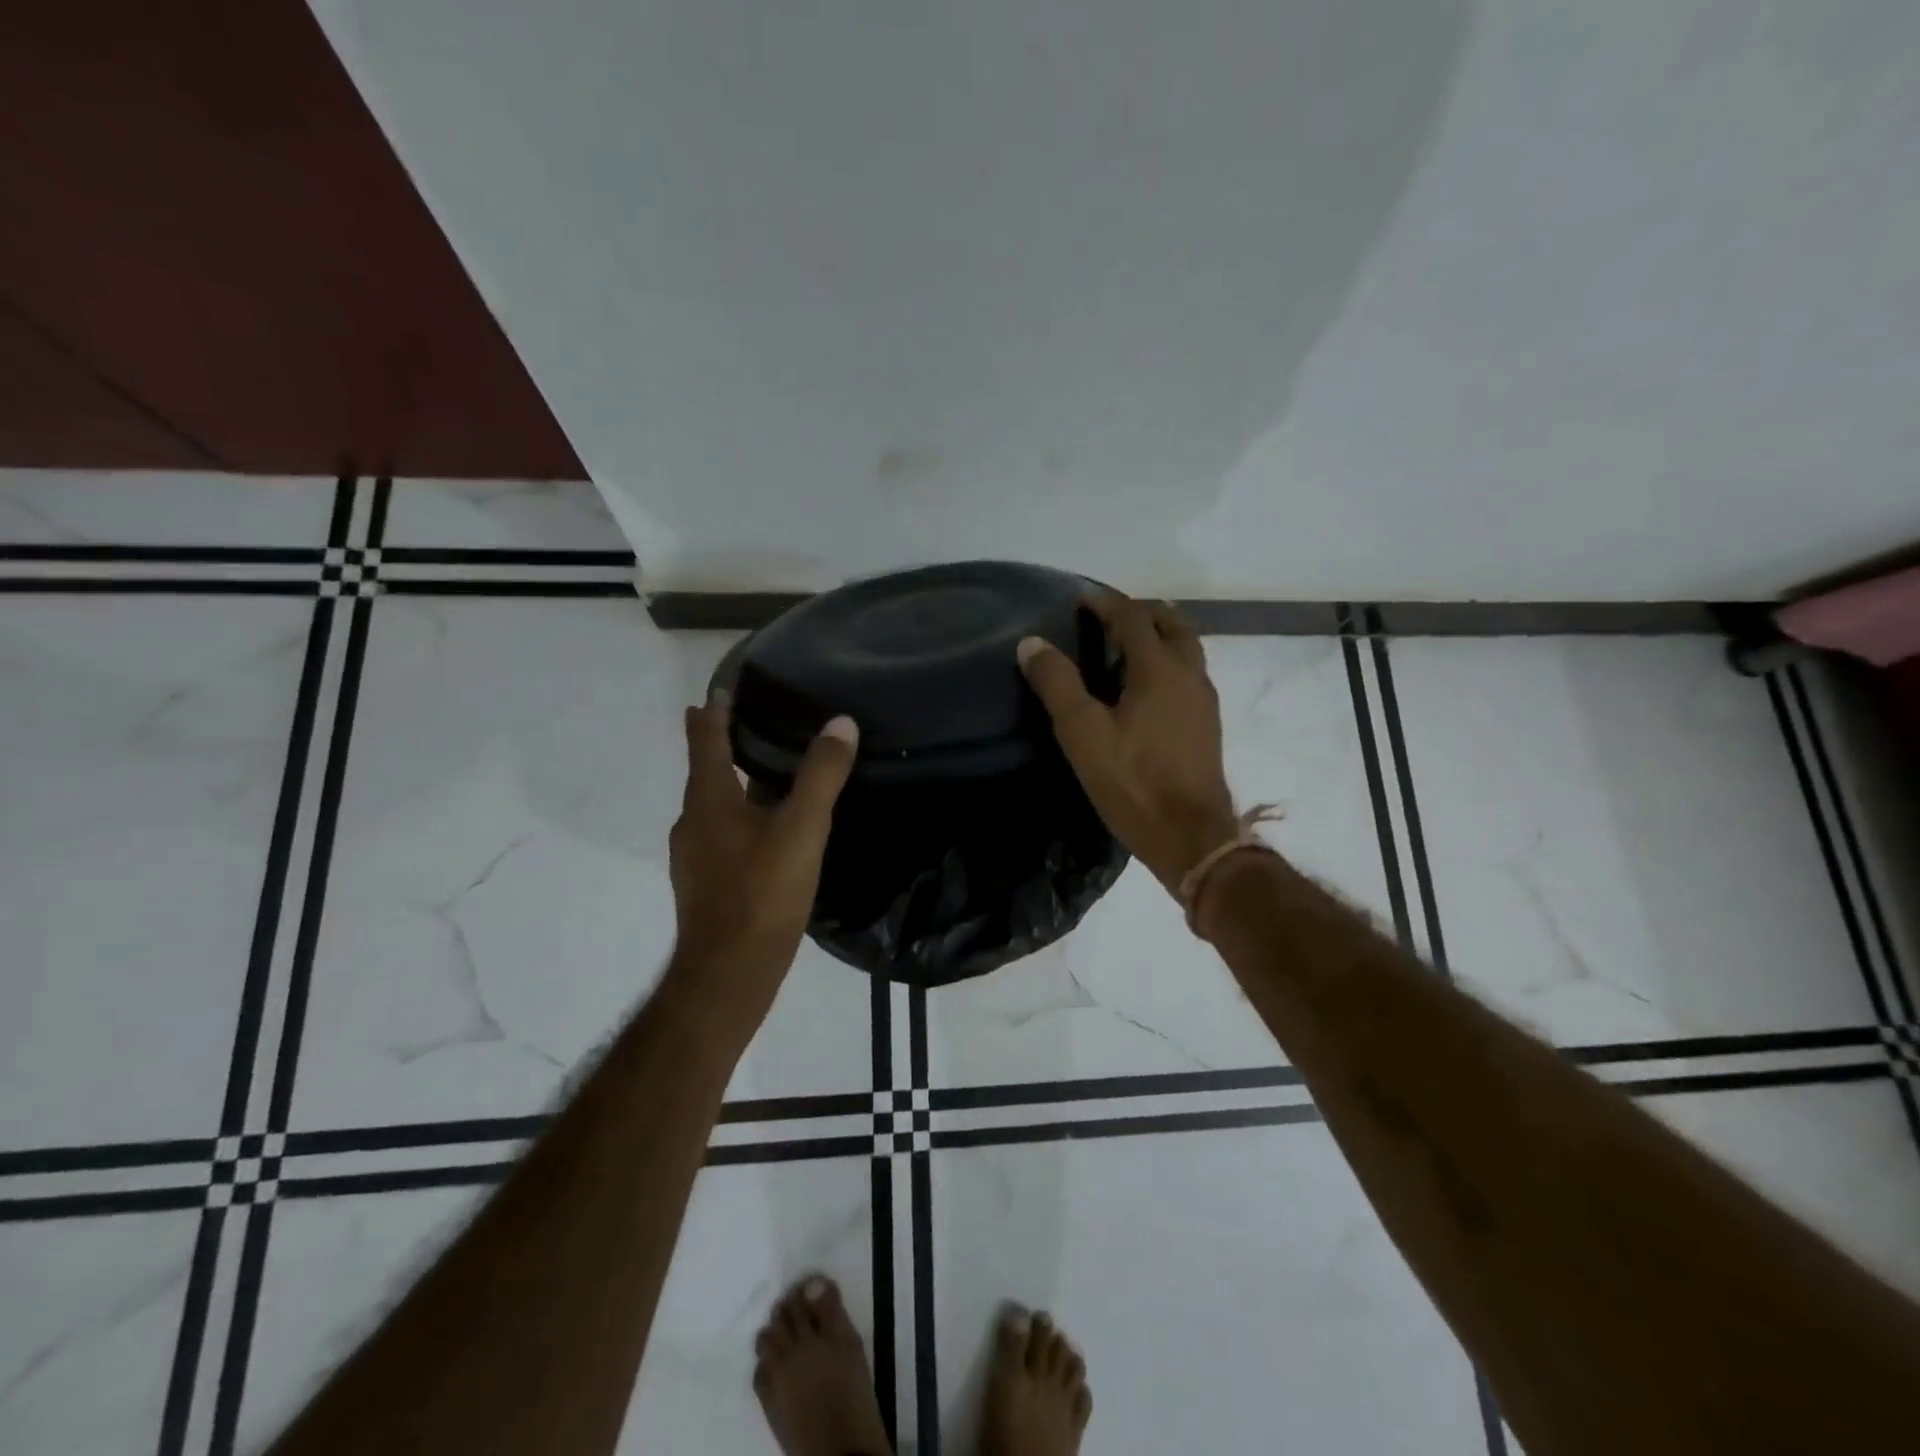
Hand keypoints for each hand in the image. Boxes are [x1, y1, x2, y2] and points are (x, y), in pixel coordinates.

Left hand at [667, 693, 857, 1023]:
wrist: (728, 974)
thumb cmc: (762, 894)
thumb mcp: (802, 829)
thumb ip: (821, 776)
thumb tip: (841, 723)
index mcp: (709, 800)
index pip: (706, 740)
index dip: (713, 711)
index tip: (720, 689)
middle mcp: (693, 822)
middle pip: (704, 771)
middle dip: (720, 744)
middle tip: (746, 721)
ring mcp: (695, 856)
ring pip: (713, 805)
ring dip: (730, 783)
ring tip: (761, 772)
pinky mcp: (705, 884)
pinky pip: (721, 834)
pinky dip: (738, 817)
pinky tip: (764, 832)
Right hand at [1018, 593, 1238, 893]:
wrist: (1191, 836)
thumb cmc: (1133, 782)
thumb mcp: (1083, 734)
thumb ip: (1057, 684)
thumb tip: (1031, 642)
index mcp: (1159, 669)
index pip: (1134, 617)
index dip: (1106, 603)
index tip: (1081, 599)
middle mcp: (1189, 674)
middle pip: (1172, 623)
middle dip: (1141, 611)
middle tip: (1109, 616)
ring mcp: (1204, 699)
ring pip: (1187, 647)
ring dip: (1159, 634)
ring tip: (1128, 645)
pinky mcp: (1207, 724)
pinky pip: (1190, 672)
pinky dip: (1169, 661)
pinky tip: (1148, 688)